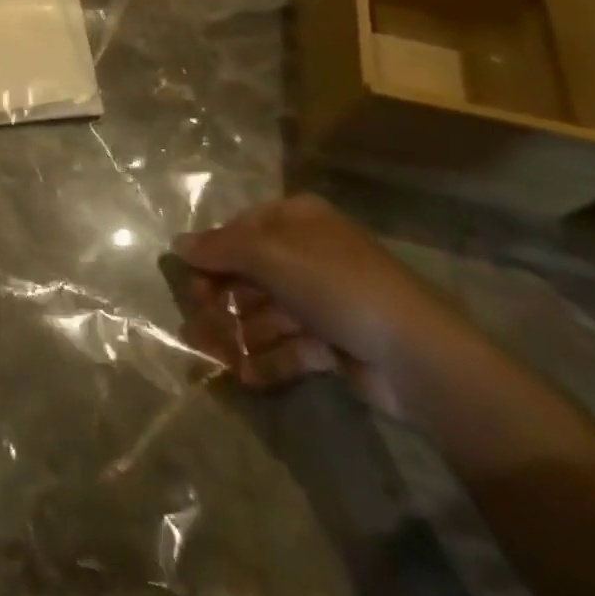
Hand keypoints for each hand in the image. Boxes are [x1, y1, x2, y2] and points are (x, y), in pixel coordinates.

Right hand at [168, 194, 476, 415]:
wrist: (416, 355)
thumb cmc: (334, 285)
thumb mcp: (268, 256)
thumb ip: (219, 249)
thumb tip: (178, 245)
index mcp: (299, 220)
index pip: (242, 229)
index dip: (213, 253)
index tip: (188, 279)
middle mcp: (310, 253)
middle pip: (252, 272)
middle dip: (223, 298)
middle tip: (199, 321)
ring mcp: (325, 299)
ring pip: (268, 311)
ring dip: (240, 332)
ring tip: (217, 356)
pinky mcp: (336, 341)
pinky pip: (290, 345)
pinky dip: (267, 358)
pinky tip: (246, 375)